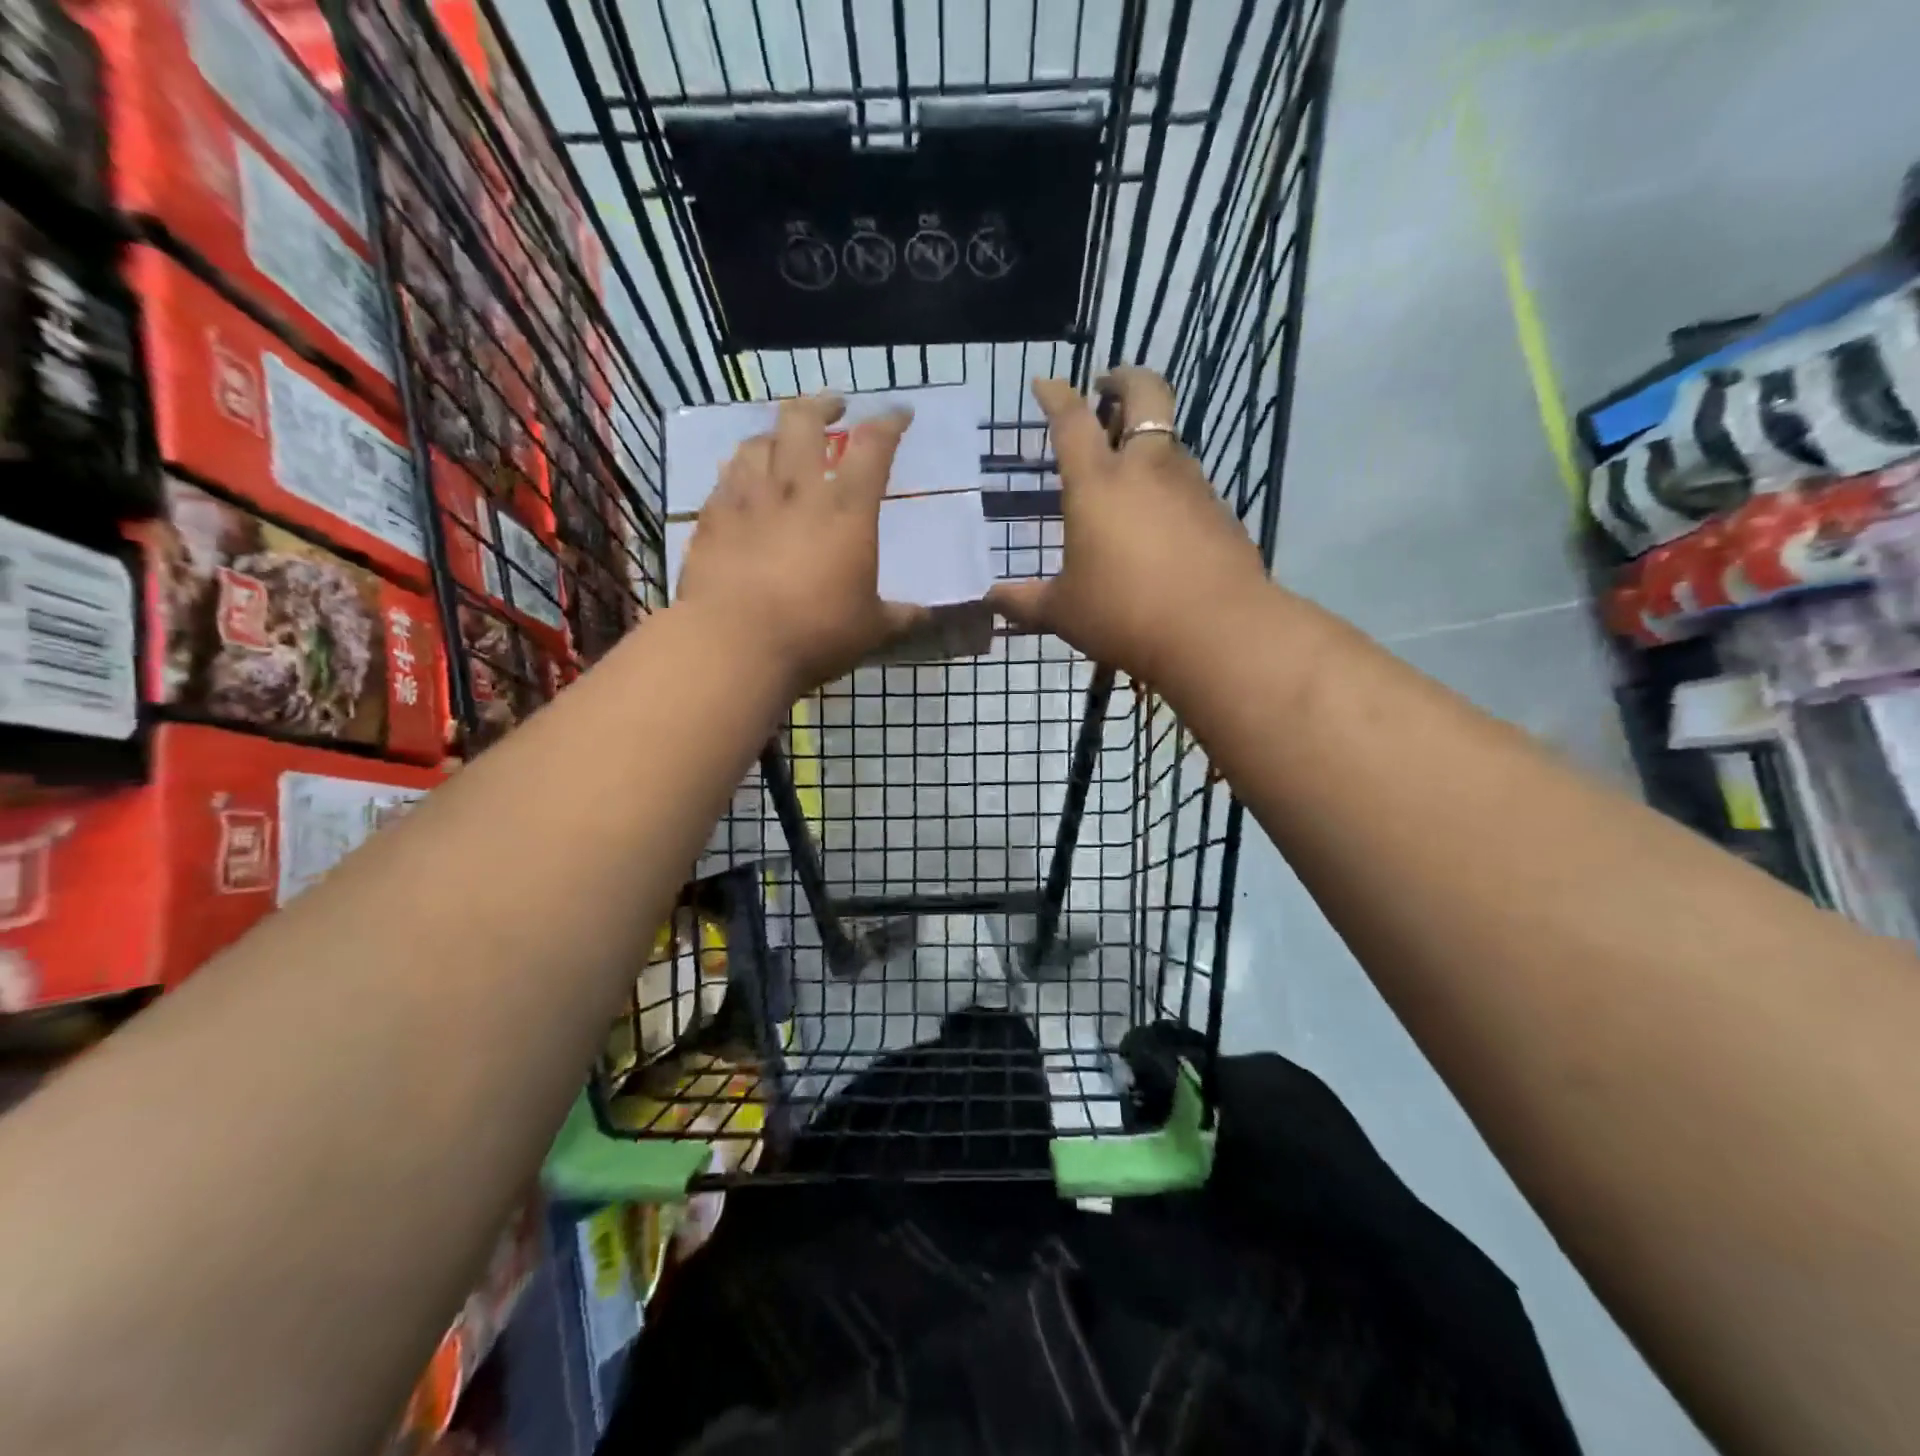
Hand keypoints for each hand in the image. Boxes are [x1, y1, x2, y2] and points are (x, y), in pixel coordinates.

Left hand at [674, 393, 924, 692]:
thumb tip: (925, 615)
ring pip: (759, 441)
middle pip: (804, 421)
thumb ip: (899, 616)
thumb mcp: (870, 629)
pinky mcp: (713, 516)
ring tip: (783, 442)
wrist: (735, 643)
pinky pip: (726, 476)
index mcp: (847, 510)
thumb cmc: (816, 633)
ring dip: (776, 434)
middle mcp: (798, 489)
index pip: (874, 447)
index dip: (890, 423)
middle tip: (833, 408)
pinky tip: (742, 480)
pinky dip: (740, 469)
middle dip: (822, 405)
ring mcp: (749, 498)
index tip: (900, 414)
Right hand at [988, 368, 1267, 683]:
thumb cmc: (1124, 614)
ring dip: (1148, 440)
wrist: (1216, 632)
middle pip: (1144, 394)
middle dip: (1124, 379)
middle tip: (1107, 387)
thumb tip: (989, 601)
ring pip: (1169, 441)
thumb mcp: (1063, 612)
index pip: (1072, 420)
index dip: (1056, 395)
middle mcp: (1147, 469)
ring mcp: (1190, 485)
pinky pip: (1190, 483)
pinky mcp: (1220, 511)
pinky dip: (1170, 486)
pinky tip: (1161, 522)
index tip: (1045, 383)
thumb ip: (1024, 602)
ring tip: (1129, 470)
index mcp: (1097, 484)